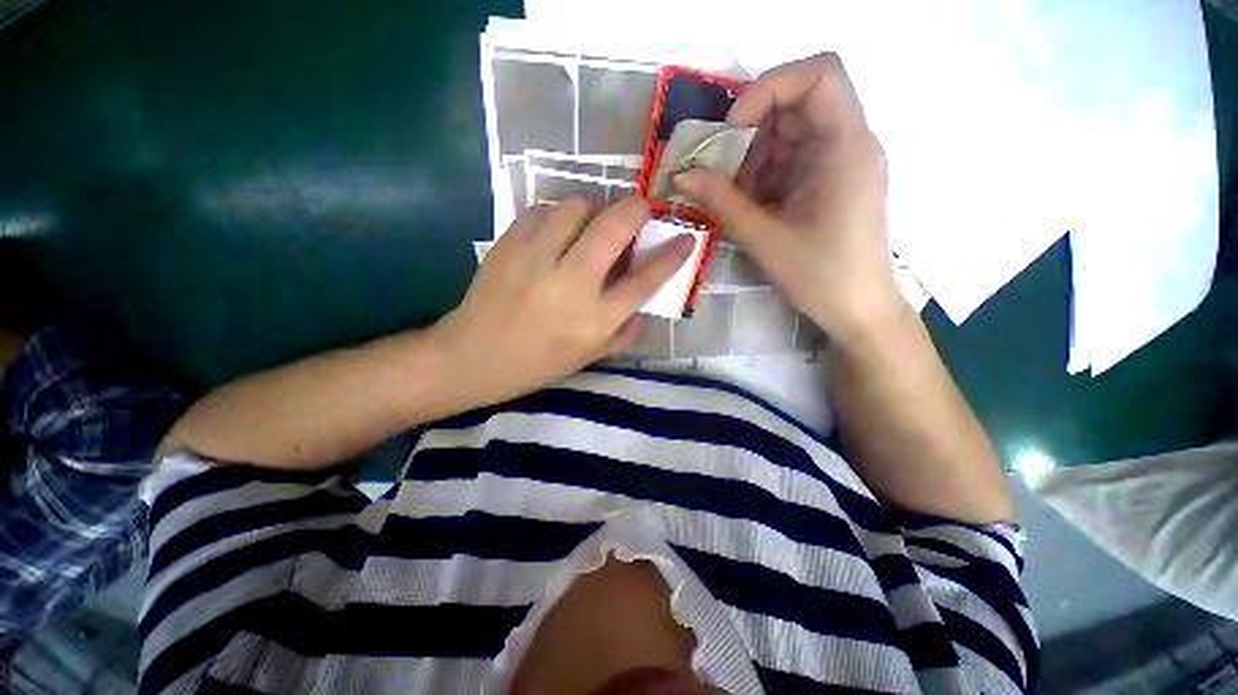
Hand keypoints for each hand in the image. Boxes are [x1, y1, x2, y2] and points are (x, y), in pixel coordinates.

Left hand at [434, 197, 693, 404]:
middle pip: (615, 227)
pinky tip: (557, 231)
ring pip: (577, 207)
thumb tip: (646, 301)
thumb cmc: (538, 363)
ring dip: (595, 208)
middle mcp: (572, 284)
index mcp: (595, 319)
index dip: (673, 255)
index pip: (646, 279)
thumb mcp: (590, 356)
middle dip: (637, 209)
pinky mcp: (508, 244)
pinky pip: (543, 210)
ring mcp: (537, 259)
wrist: (474, 356)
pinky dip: (558, 215)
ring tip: (592, 224)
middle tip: (641, 211)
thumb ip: (625, 330)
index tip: (686, 237)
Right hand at [674, 53, 904, 346]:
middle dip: (749, 133)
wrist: (857, 310)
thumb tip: (681, 175)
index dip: (769, 88)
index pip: (818, 75)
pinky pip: (788, 161)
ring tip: (731, 197)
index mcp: (846, 147)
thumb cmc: (820, 276)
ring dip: (751, 159)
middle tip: (718, 170)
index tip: (733, 130)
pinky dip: (761, 177)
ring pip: (786, 134)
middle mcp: (847, 143)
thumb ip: (722, 202)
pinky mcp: (826, 182)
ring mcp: (837, 163)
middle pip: (795, 104)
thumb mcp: (765, 238)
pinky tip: (748, 205)